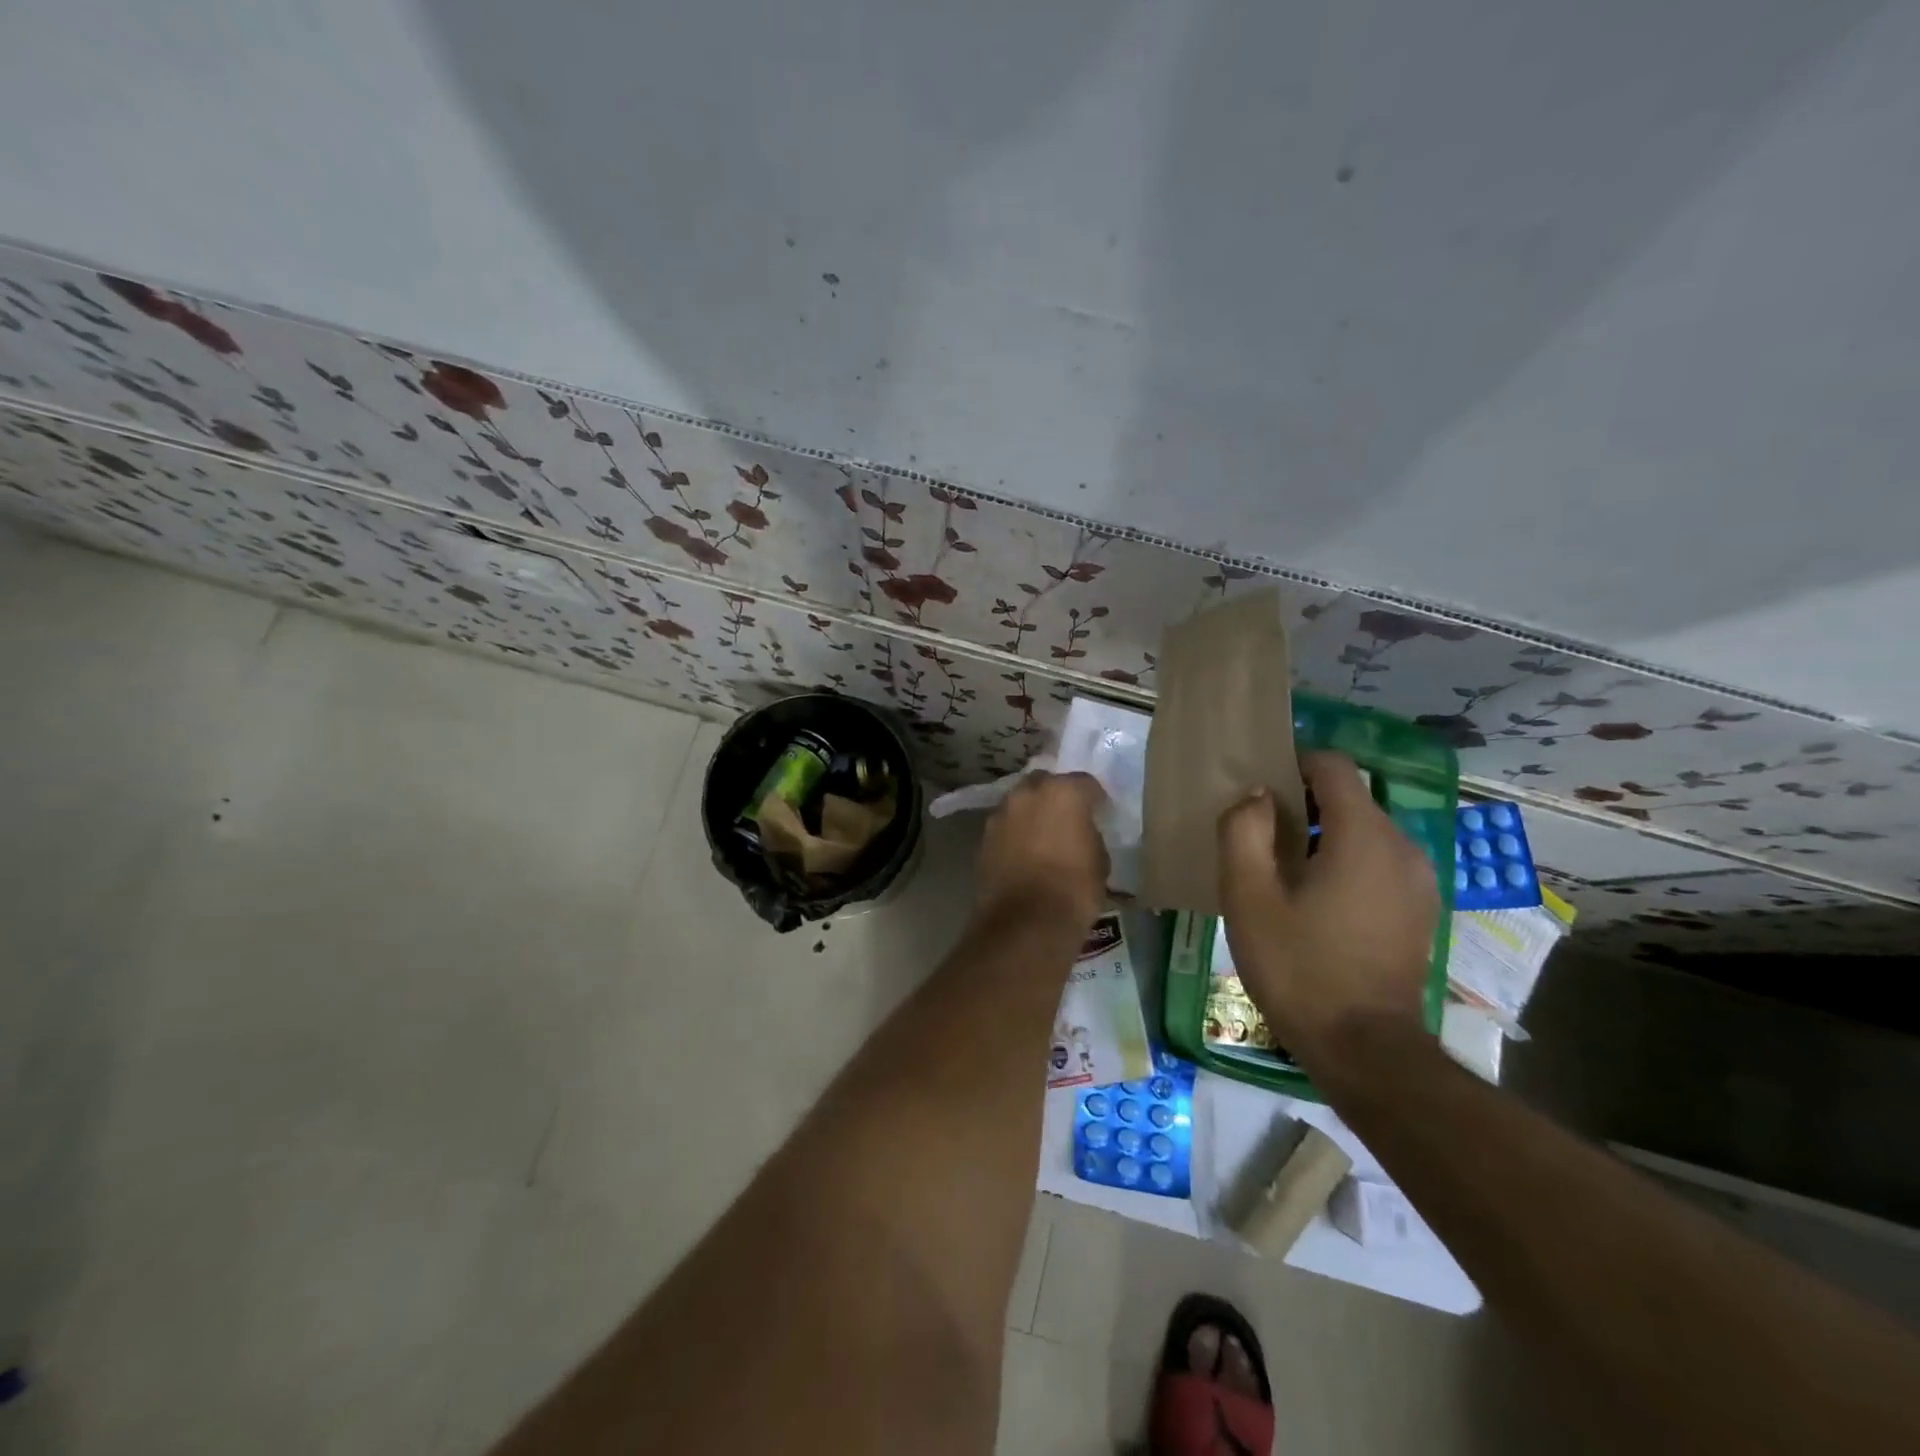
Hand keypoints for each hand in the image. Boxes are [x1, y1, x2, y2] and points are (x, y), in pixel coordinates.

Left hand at [975, 771, 1108, 927]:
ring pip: (1020, 803)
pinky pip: (1005, 827)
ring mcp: (1001, 814)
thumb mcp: (1099, 860)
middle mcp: (1027, 793)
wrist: (1025, 923)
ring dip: (1031, 814)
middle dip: (1055, 796)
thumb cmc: (1073, 889)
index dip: (1094, 798)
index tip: (1099, 811)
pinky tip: (1024, 854)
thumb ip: (1089, 834)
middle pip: (1045, 783)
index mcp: (1063, 792)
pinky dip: (1014, 834)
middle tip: (1066, 818)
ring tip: (1042, 836)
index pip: (1085, 782)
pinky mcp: (983, 838)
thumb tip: (1081, 833)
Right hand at [1217, 752, 1437, 1058]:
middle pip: (1349, 798)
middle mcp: (1402, 847)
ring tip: (1283, 871)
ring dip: (1323, 836)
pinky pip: (1378, 862)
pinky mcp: (1420, 909)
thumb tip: (1256, 796)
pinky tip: (1316, 900)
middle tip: (1259, 837)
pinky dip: (1346, 861)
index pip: (1332, 767)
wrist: (1364, 1049)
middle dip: (1303, 804)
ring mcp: (1418, 881)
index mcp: (1363, 836)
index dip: (1293, 764)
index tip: (1259, 790)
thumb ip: (1243, 831)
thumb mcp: (1249, 897)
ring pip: (1364, 832)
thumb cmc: (1299, 968)